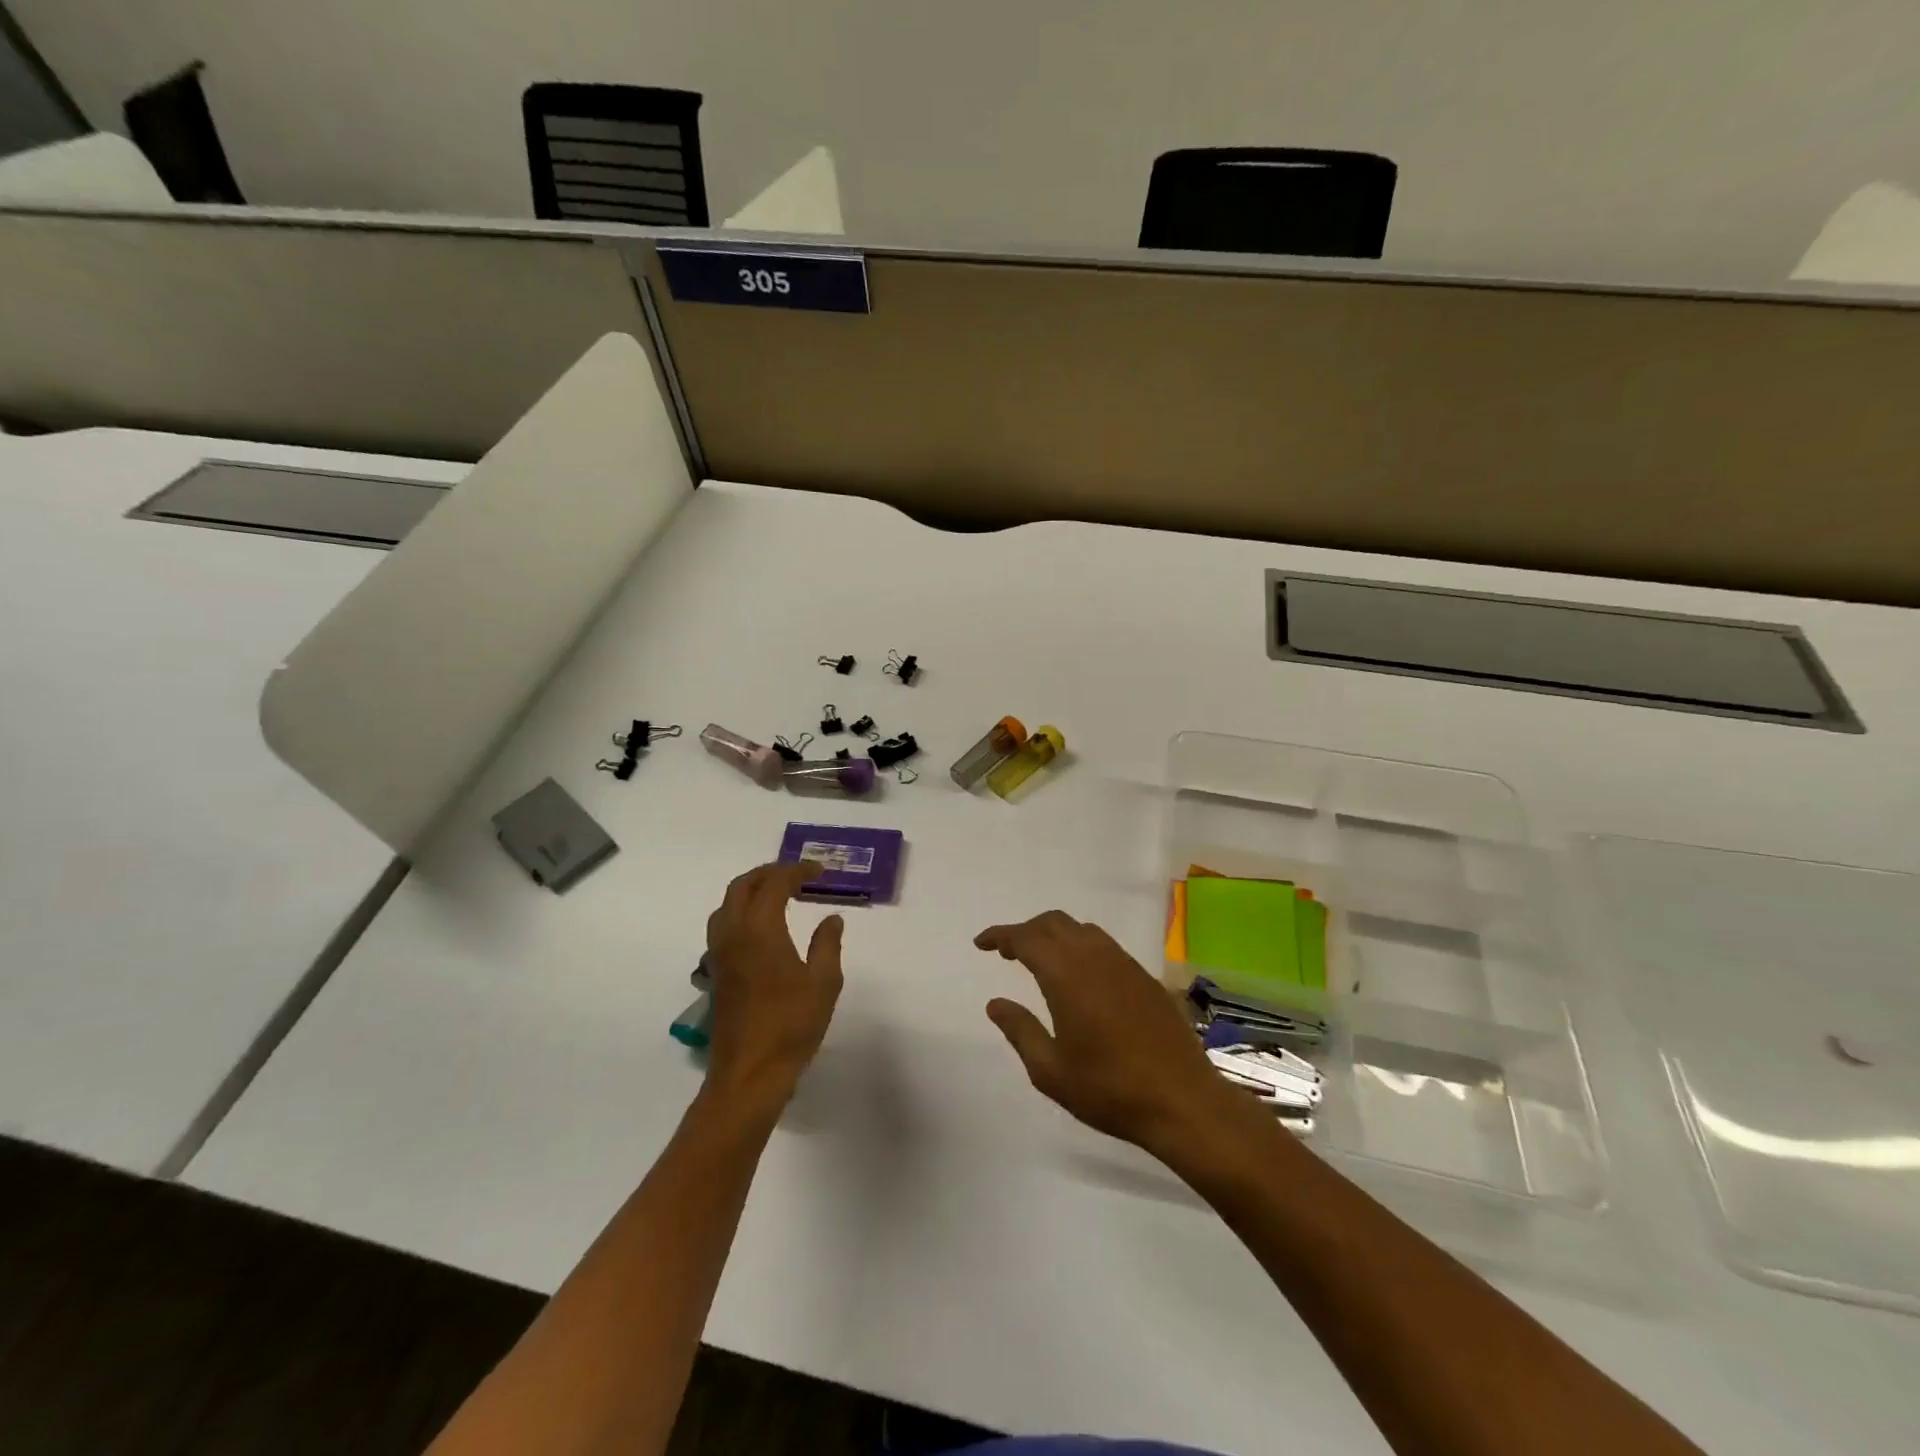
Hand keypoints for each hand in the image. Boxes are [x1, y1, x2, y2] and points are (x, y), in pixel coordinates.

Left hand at [704, 863, 843, 1110]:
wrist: (749, 1074)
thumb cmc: (791, 1025)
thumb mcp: (824, 982)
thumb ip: (827, 944)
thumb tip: (831, 918)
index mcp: (760, 930)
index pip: (775, 883)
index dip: (797, 871)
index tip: (820, 872)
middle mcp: (733, 934)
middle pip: (742, 886)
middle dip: (769, 873)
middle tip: (797, 875)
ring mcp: (719, 955)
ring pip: (726, 905)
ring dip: (751, 891)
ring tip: (778, 895)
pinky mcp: (715, 974)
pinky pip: (722, 927)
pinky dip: (741, 912)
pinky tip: (762, 929)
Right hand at [975, 911, 1242, 1155]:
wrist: (1182, 1101)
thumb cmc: (1109, 1089)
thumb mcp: (1050, 1070)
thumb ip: (1020, 1030)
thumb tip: (995, 1003)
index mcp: (1067, 975)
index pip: (1026, 938)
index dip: (1001, 935)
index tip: (981, 944)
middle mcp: (1095, 958)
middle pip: (1054, 923)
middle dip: (1026, 930)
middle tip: (1007, 953)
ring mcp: (1124, 964)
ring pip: (1081, 929)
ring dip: (1055, 935)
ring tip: (1041, 961)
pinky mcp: (1144, 977)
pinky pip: (1104, 945)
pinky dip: (1080, 946)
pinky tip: (1080, 978)